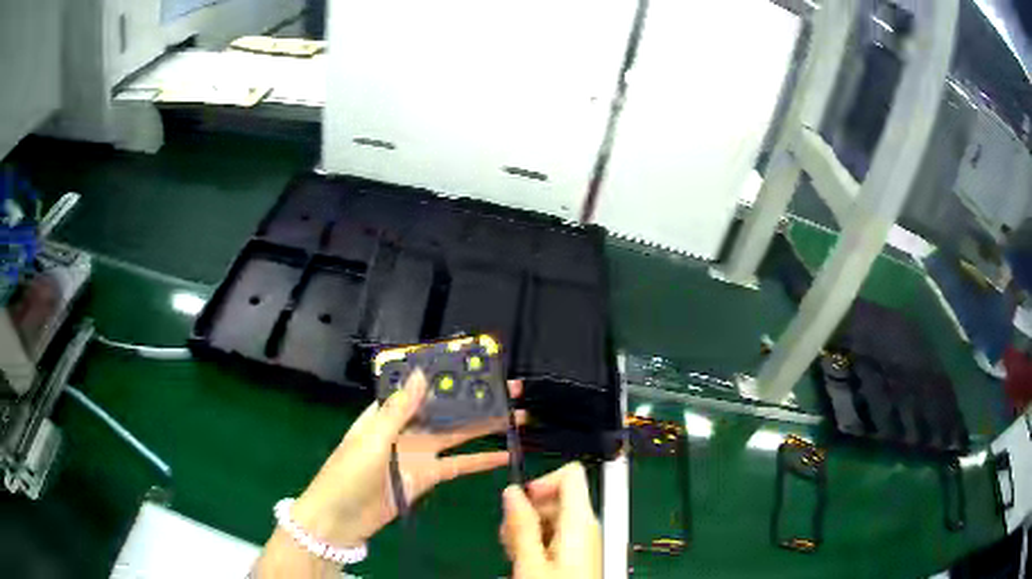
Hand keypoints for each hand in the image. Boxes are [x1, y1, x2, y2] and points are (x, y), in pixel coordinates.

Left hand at [291, 371, 524, 547]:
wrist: (341, 519)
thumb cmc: (348, 474)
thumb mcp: (371, 440)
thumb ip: (398, 411)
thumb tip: (421, 374)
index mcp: (388, 412)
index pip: (422, 386)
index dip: (448, 374)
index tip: (477, 363)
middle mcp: (407, 428)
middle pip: (447, 409)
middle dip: (477, 398)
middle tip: (511, 388)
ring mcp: (420, 454)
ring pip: (458, 434)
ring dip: (486, 426)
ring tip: (517, 416)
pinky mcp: (429, 477)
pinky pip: (459, 465)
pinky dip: (482, 460)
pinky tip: (506, 454)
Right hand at [500, 462, 601, 578]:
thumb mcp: (530, 562)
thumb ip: (521, 525)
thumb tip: (511, 491)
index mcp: (580, 521)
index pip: (570, 474)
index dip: (542, 481)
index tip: (521, 503)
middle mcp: (586, 525)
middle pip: (555, 496)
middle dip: (527, 512)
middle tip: (511, 538)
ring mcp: (583, 538)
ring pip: (552, 516)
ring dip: (528, 529)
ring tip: (517, 553)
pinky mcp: (578, 551)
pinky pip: (556, 533)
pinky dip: (537, 541)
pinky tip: (526, 559)